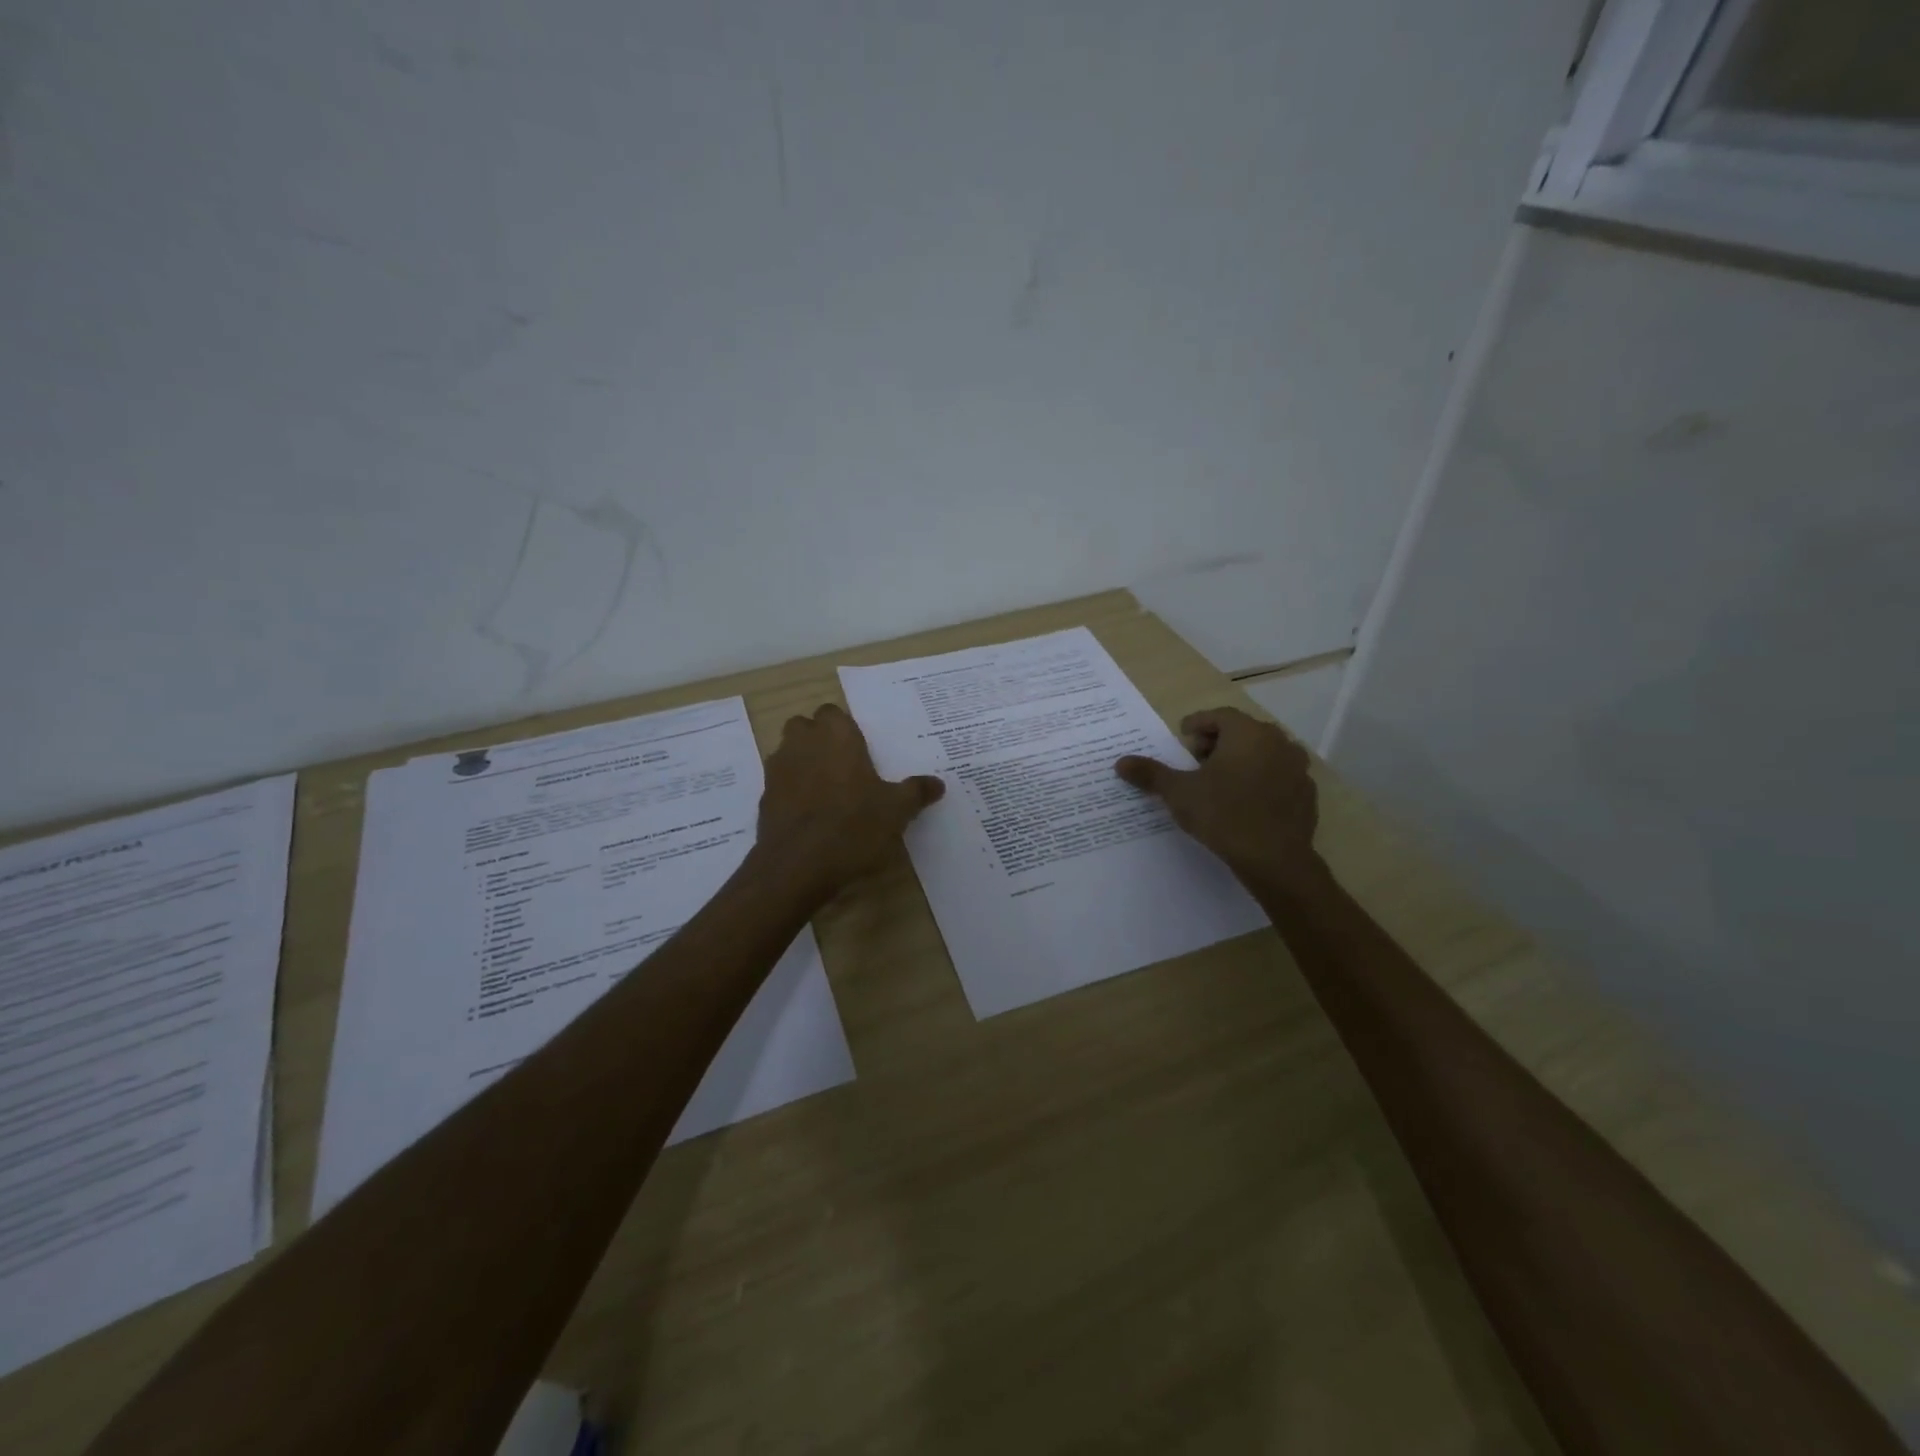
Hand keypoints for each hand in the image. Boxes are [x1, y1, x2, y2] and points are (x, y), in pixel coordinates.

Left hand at [755, 703, 944, 898]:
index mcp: (836, 735)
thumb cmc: (853, 826)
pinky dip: (792, 792)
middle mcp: (803, 743)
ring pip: (788, 753)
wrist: (798, 866)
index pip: (833, 712)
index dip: (845, 728)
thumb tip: (937, 783)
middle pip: (805, 727)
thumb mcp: (896, 811)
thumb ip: (916, 792)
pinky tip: (811, 816)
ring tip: (828, 792)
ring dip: (803, 763)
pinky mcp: (764, 798)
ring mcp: (778, 770)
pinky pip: (780, 784)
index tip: (861, 750)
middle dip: (819, 739)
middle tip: (844, 766)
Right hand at [1114, 707, 1319, 884]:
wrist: (1275, 859)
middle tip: (1196, 760)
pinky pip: (1278, 776)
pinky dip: (1260, 780)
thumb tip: (1120, 762)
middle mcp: (1277, 742)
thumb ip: (1151, 774)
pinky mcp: (1306, 794)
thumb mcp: (1179, 793)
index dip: (1197, 723)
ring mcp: (1297, 767)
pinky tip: (1245, 802)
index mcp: (1247, 733)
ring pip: (1263, 753)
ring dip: (1241, 760)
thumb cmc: (1223, 814)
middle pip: (1242, 731)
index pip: (1219, 716)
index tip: (1182, 737)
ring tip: (1220, 781)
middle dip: (1218, 741)